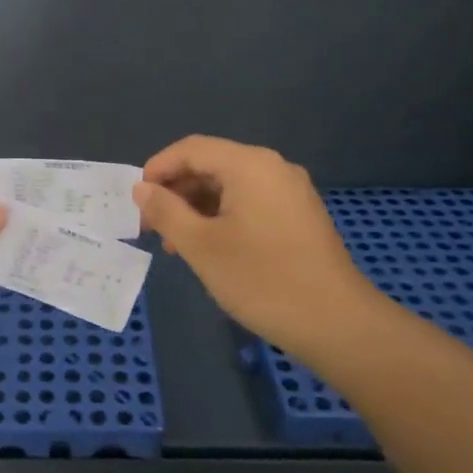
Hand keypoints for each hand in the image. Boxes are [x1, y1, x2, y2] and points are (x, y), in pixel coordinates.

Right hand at [134, 136, 382, 363]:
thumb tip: (142, 189)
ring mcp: (291, 191)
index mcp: (249, 165)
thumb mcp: (201, 246)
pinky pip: (251, 202)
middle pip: (212, 164)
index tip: (136, 200)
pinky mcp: (300, 216)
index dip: (158, 168)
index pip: (192, 149)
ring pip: (231, 186)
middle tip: (153, 227)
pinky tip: (210, 248)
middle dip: (177, 191)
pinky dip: (223, 217)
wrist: (337, 323)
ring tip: (178, 244)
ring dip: (197, 208)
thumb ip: (166, 211)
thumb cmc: (261, 280)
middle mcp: (273, 167)